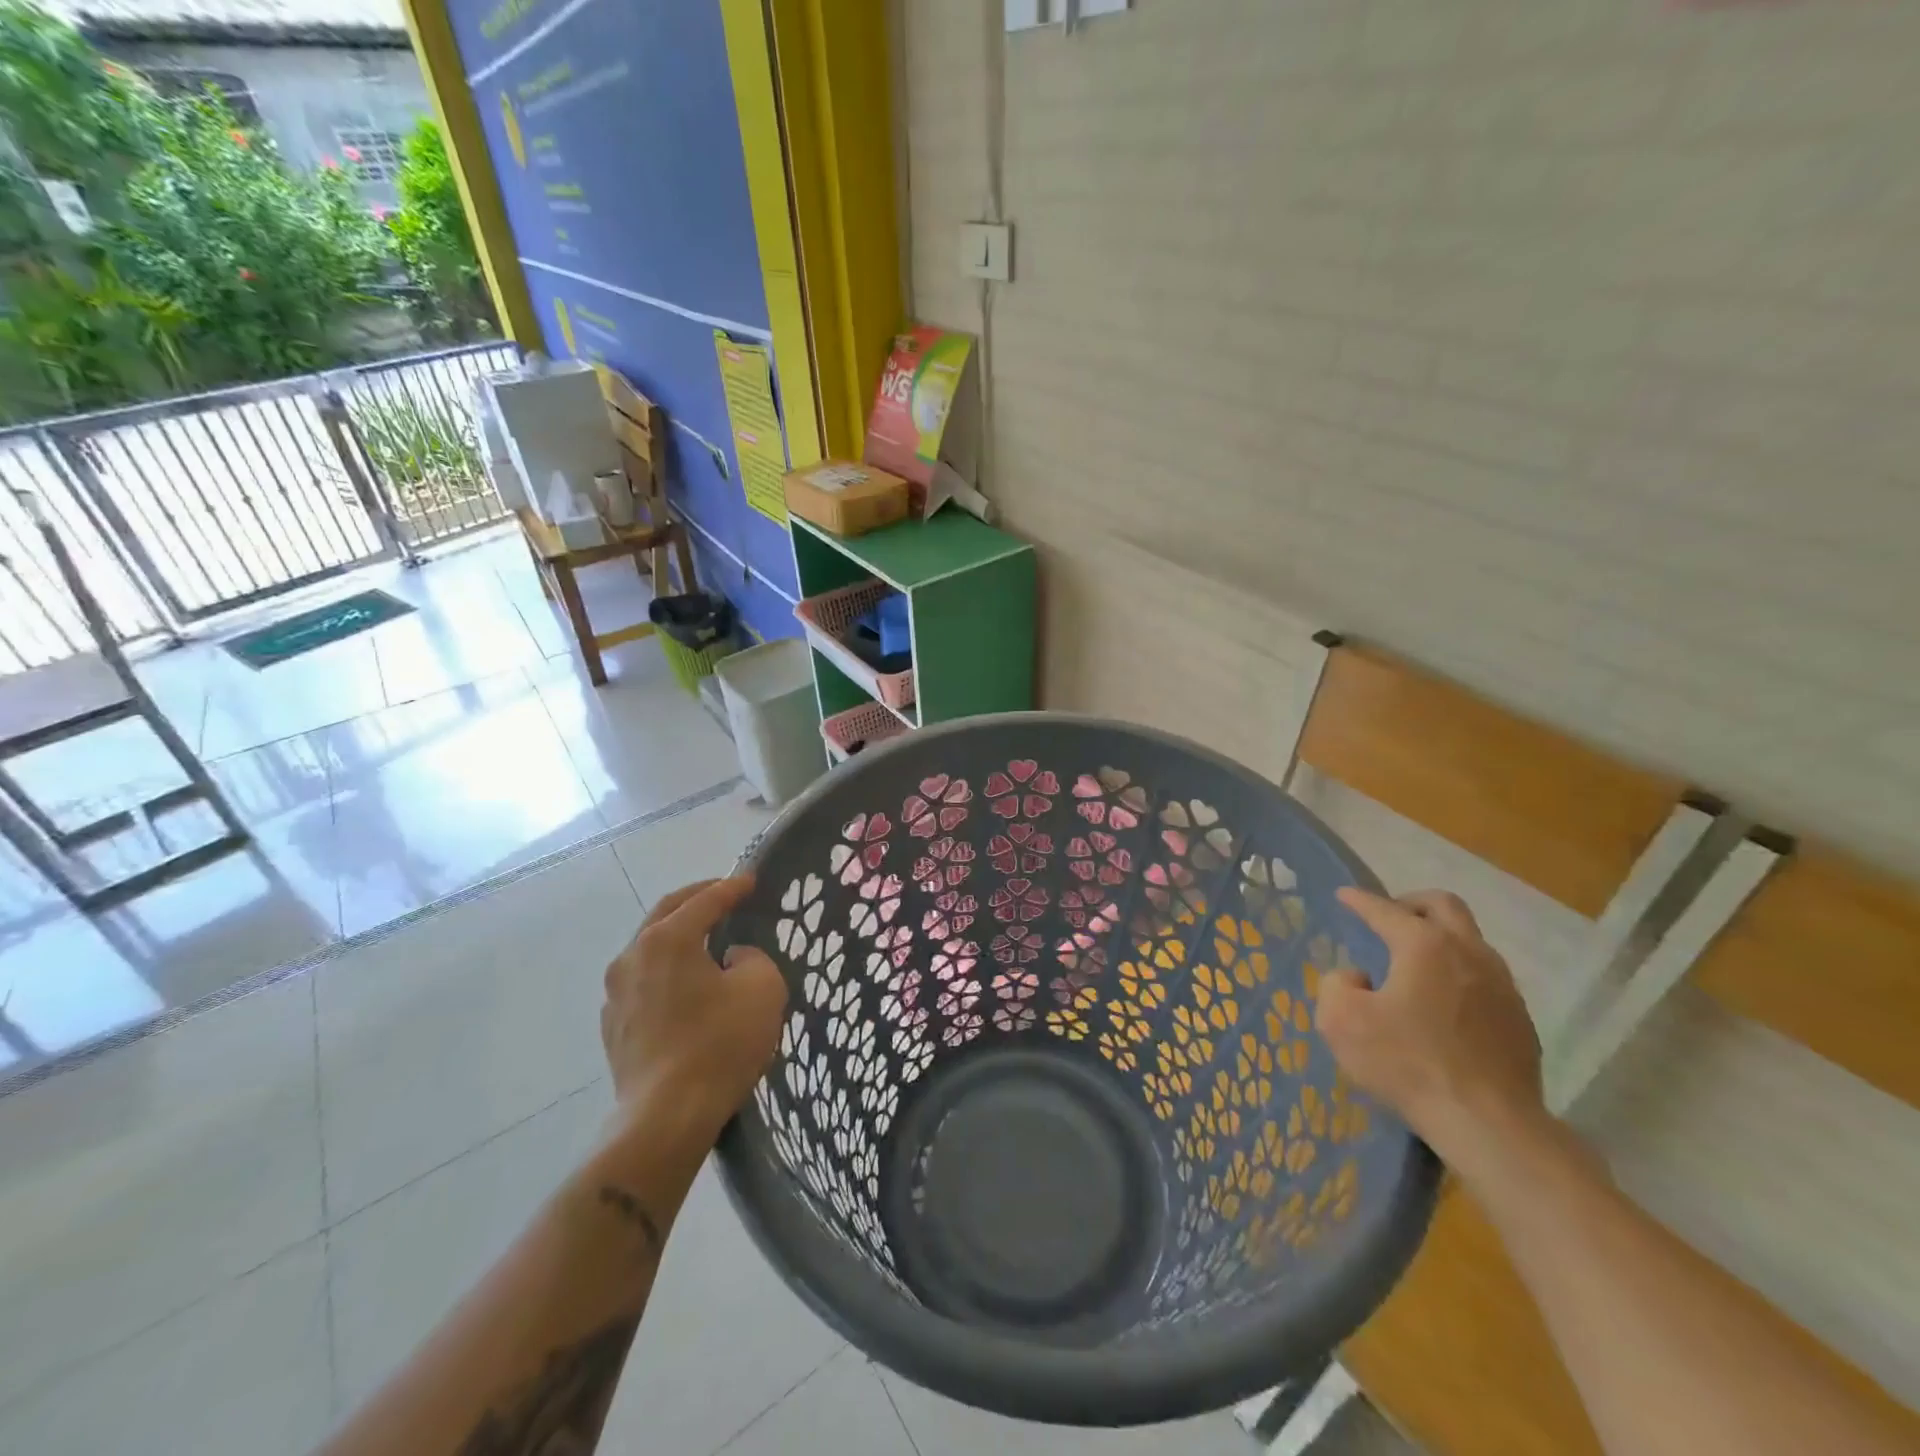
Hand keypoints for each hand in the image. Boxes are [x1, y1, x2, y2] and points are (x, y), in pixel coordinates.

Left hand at [600, 877, 787, 1146]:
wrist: (666, 1117)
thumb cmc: (720, 1044)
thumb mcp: (762, 988)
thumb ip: (752, 958)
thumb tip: (731, 959)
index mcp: (667, 939)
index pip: (705, 901)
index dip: (731, 887)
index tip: (751, 880)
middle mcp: (633, 957)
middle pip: (666, 914)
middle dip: (696, 899)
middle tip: (723, 894)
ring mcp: (616, 994)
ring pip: (649, 948)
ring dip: (677, 936)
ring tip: (703, 939)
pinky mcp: (614, 1026)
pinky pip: (643, 982)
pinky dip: (666, 971)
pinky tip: (684, 986)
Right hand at [1315, 888, 1545, 1171]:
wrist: (1489, 1124)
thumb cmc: (1407, 1063)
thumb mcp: (1340, 1021)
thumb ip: (1336, 984)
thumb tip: (1358, 977)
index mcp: (1424, 945)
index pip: (1384, 910)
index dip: (1359, 900)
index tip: (1344, 896)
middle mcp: (1468, 952)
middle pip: (1443, 905)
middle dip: (1411, 904)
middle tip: (1389, 918)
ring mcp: (1502, 985)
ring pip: (1469, 940)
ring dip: (1440, 939)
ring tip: (1414, 963)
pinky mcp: (1519, 1019)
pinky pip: (1484, 979)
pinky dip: (1458, 975)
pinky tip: (1442, 1005)